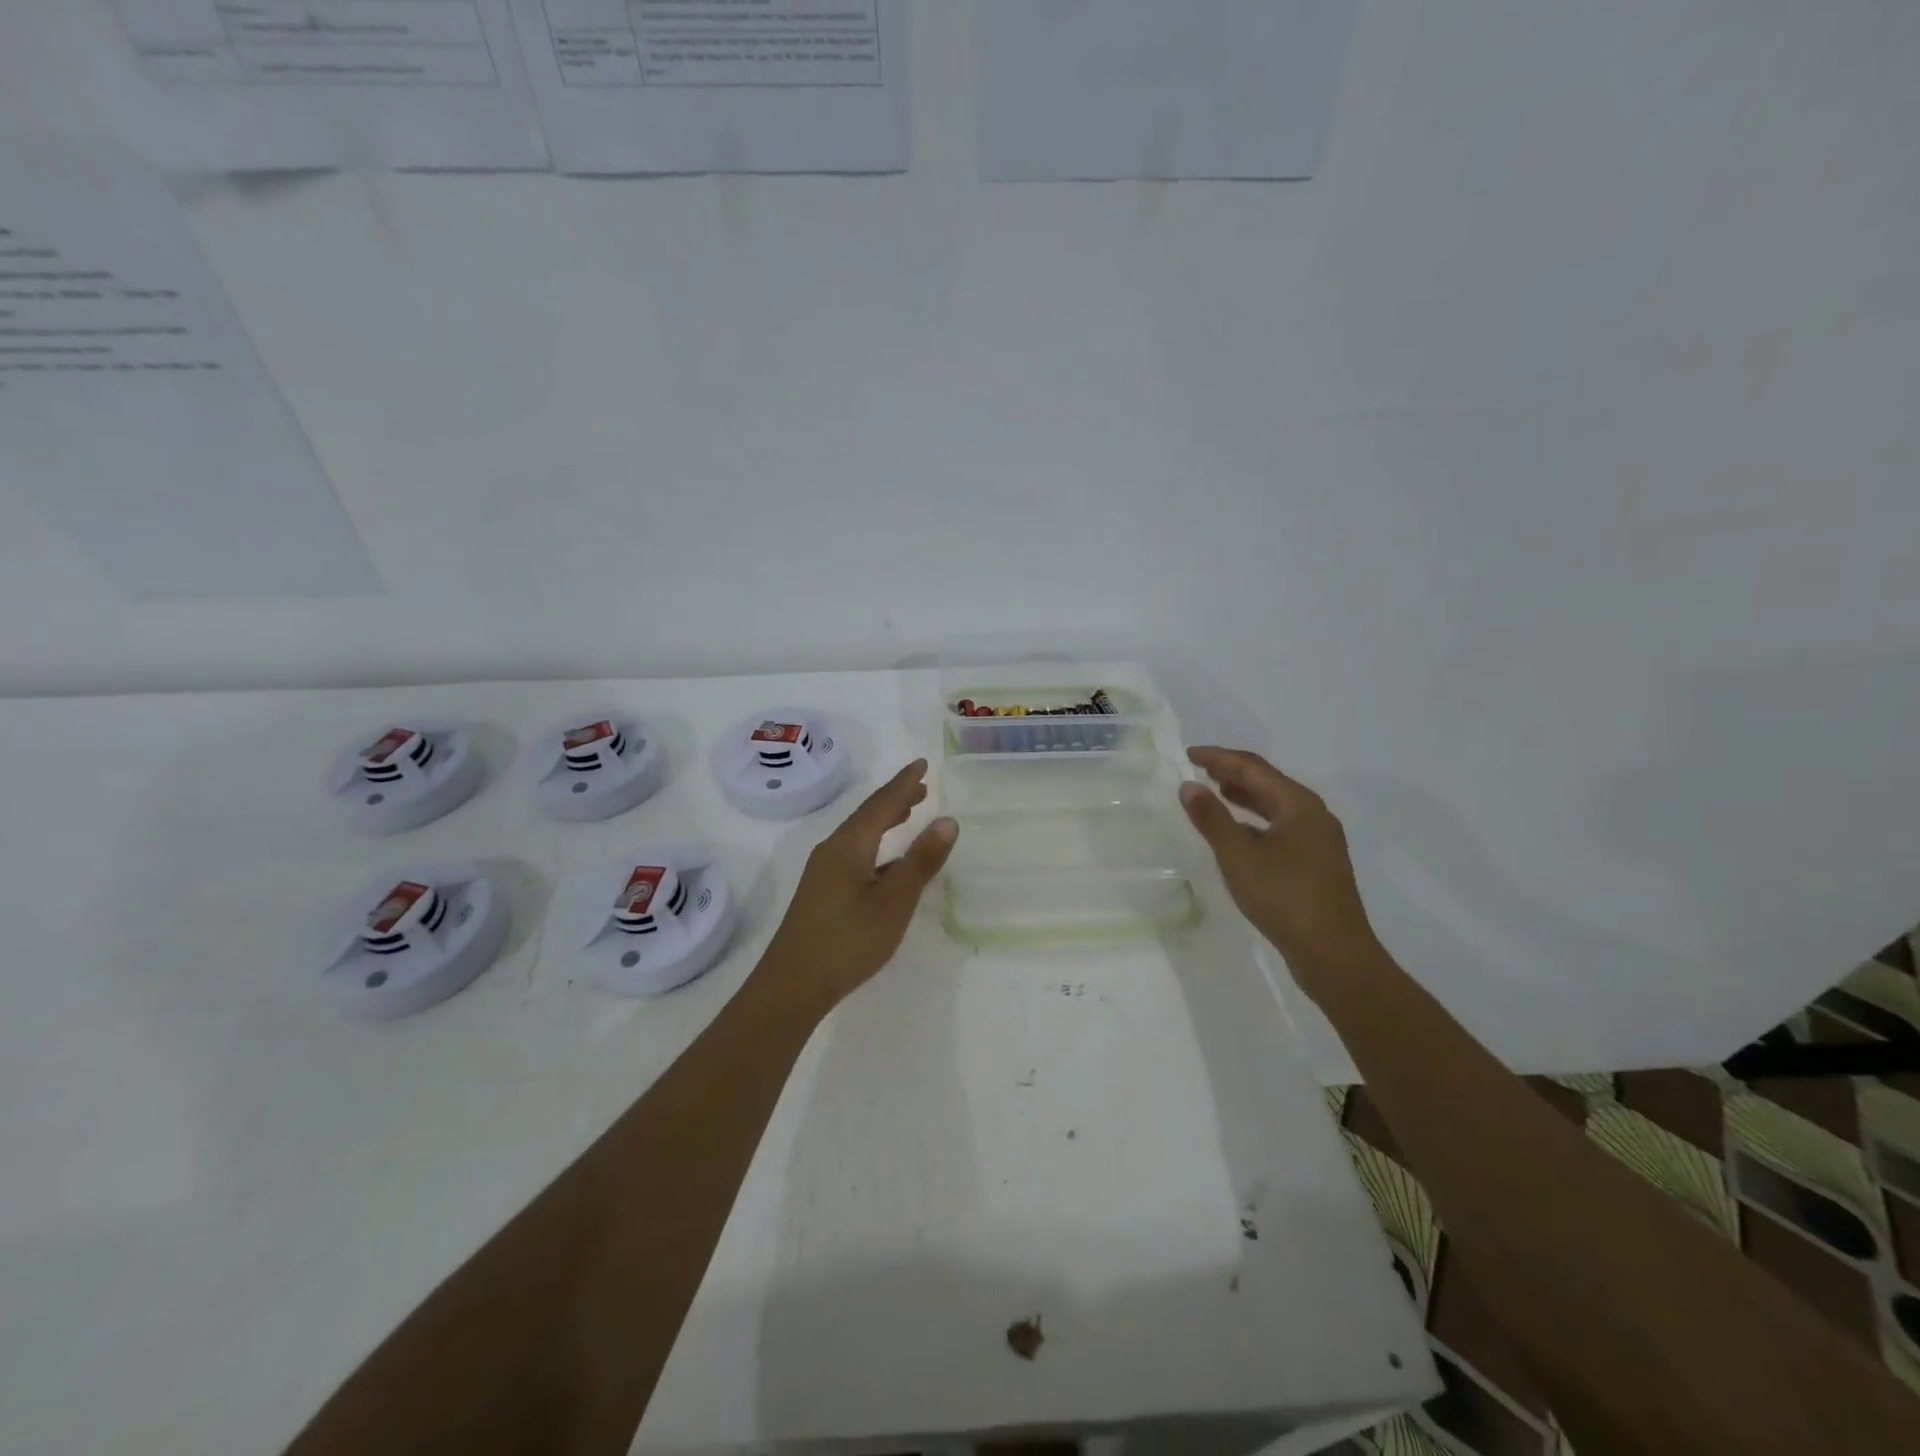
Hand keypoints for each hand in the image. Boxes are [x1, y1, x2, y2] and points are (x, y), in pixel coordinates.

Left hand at [760, 759, 957, 1013]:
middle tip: (921, 786)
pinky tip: (888, 862)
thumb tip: (947, 821)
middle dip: (895, 799)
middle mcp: (832, 850)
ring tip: (908, 812)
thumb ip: (921, 861)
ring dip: (885, 821)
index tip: (922, 764)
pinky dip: (876, 845)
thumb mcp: (894, 901)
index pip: (881, 803)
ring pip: (859, 835)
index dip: (904, 783)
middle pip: (867, 815)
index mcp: (849, 845)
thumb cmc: (848, 940)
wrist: (792, 985)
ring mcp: (823, 872)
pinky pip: (854, 853)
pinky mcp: (821, 892)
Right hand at [1178, 746, 1380, 995]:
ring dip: (1244, 796)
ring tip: (1215, 791)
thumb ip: (1212, 818)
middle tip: (1200, 769)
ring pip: (1275, 806)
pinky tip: (1238, 832)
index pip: (1253, 768)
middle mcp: (1313, 815)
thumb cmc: (1284, 897)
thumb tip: (1189, 786)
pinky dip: (1255, 821)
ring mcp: (1318, 840)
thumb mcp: (1238, 856)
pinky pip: (1280, 827)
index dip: (1219, 758)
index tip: (1188, 754)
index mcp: (1299, 805)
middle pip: (1268, 782)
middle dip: (1233, 772)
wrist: (1334, 954)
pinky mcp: (1316, 863)